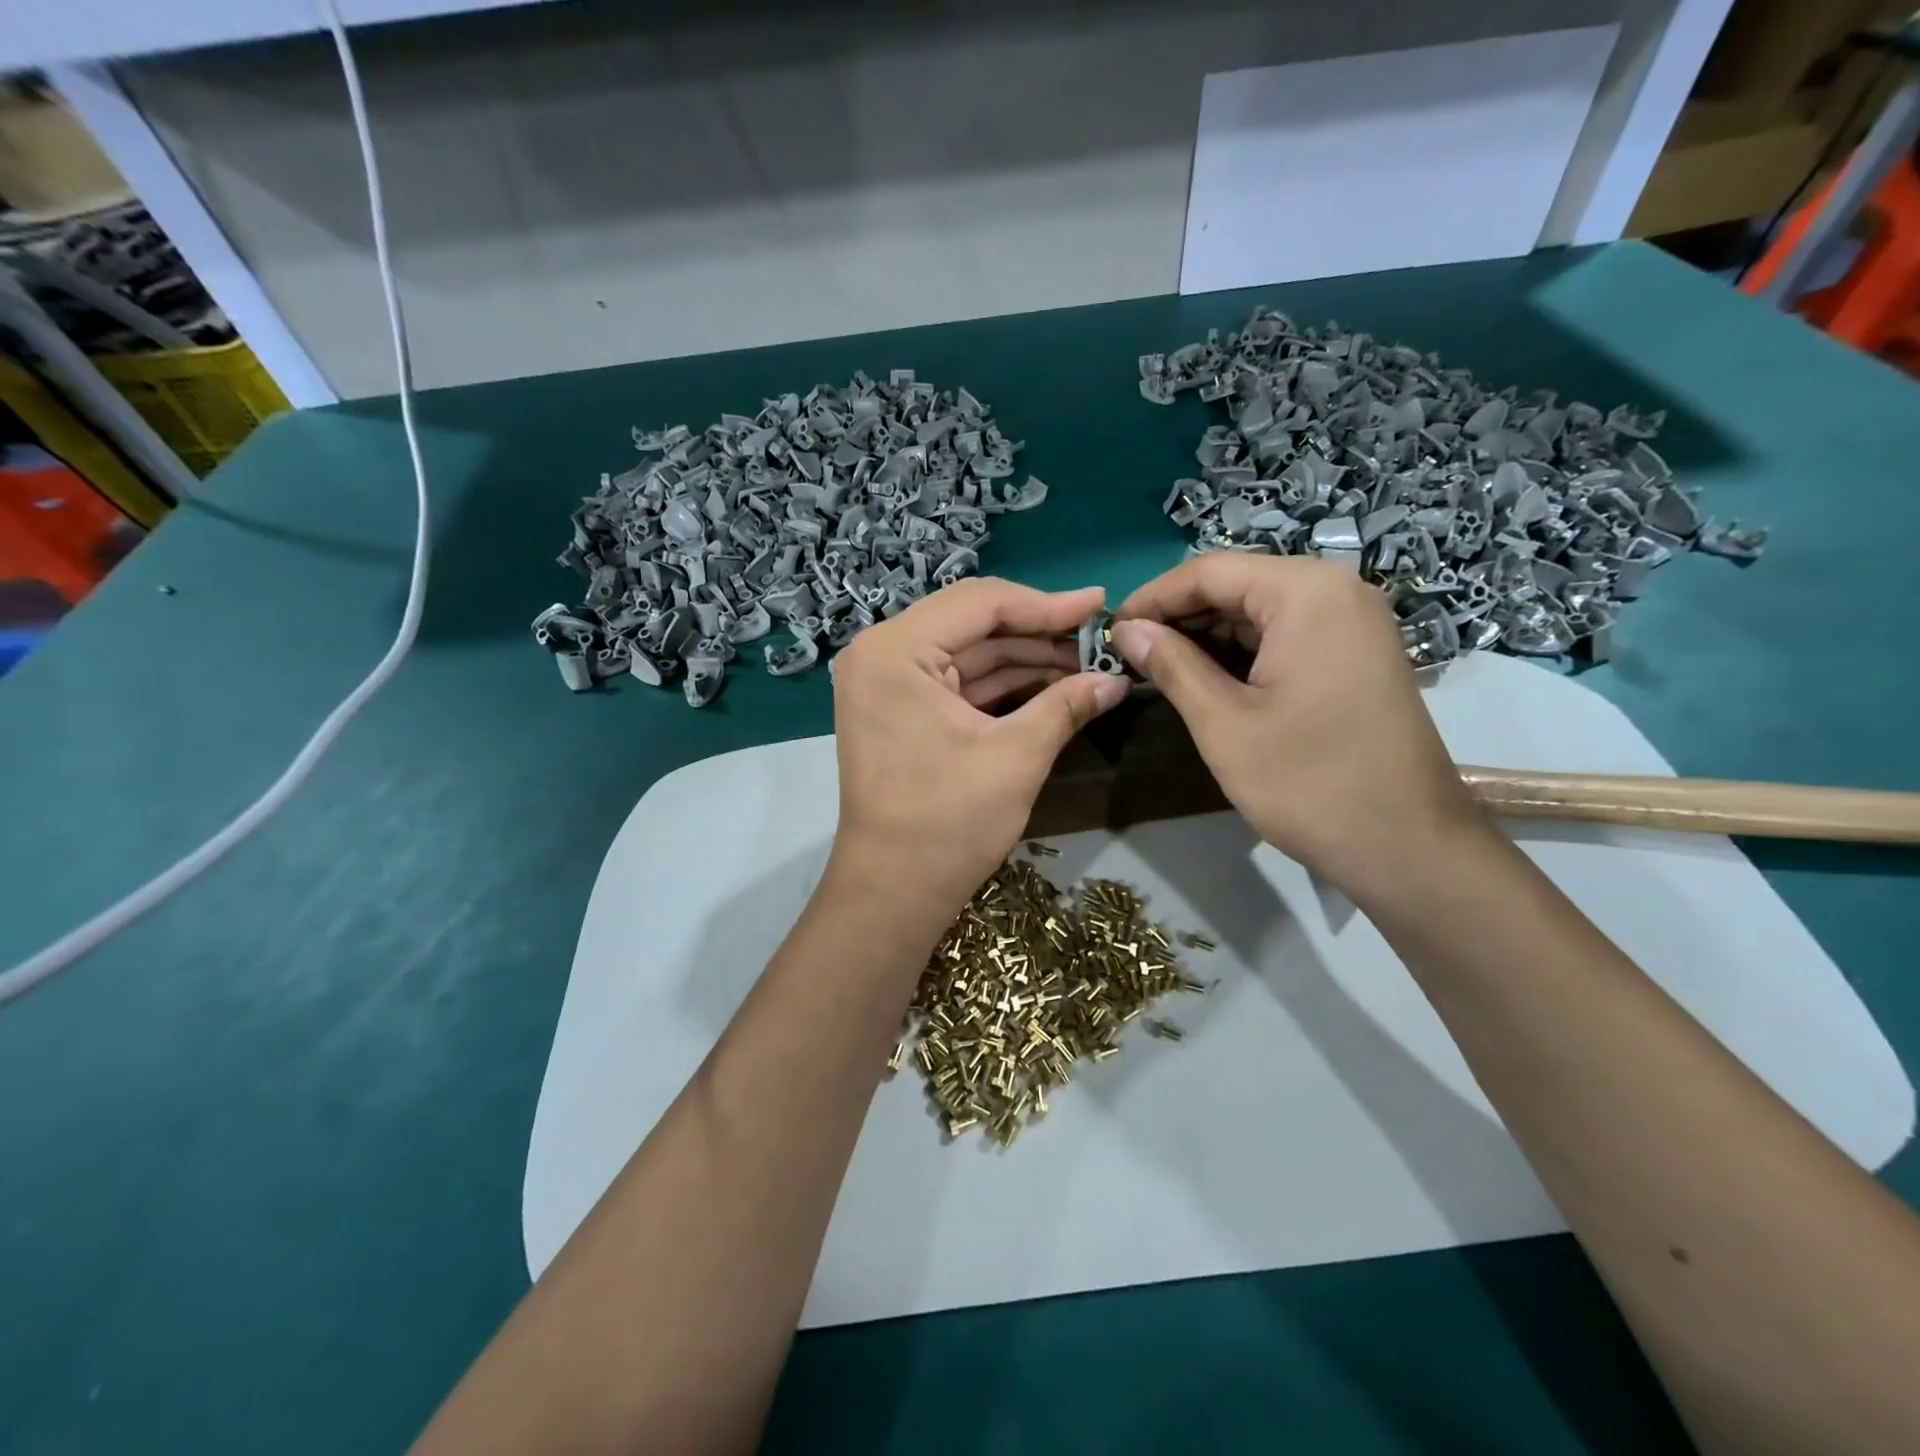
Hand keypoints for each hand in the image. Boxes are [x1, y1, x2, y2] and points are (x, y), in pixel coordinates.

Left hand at [828, 578, 1129, 916]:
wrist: (894, 892)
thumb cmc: (949, 822)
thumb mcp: (1017, 756)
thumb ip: (1067, 705)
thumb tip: (1118, 679)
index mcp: (895, 650)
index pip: (980, 603)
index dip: (1046, 604)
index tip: (1100, 605)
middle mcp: (882, 654)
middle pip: (973, 623)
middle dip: (1038, 632)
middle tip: (1099, 637)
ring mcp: (886, 683)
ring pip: (968, 653)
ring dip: (1025, 659)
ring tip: (1087, 663)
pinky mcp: (899, 710)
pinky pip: (956, 682)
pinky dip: (1001, 685)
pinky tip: (1052, 686)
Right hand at [1111, 556, 1490, 904]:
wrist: (1407, 846)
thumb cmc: (1308, 782)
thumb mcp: (1223, 723)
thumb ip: (1171, 665)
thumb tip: (1127, 631)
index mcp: (1306, 593)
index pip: (1209, 571)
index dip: (1151, 598)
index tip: (1109, 632)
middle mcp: (1335, 591)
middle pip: (1236, 585)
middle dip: (1178, 617)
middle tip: (1128, 655)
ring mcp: (1351, 623)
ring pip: (1258, 611)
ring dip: (1205, 637)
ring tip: (1156, 670)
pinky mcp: (1354, 654)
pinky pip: (1284, 635)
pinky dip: (1239, 653)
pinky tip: (1203, 680)